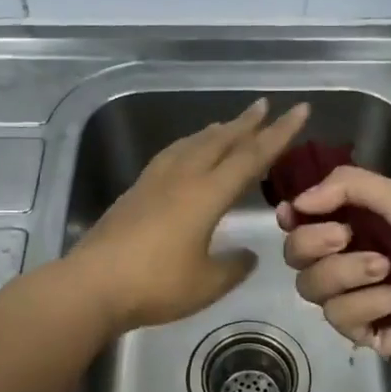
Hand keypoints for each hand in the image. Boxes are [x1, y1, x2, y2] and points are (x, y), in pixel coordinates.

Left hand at [68, 98, 309, 333]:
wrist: (92, 285)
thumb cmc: (155, 285)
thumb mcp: (207, 283)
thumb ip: (233, 267)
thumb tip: (248, 255)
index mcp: (206, 194)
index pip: (251, 157)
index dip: (278, 134)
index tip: (298, 111)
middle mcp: (182, 178)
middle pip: (219, 141)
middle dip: (245, 123)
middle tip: (264, 105)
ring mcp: (154, 183)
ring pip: (191, 145)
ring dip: (214, 132)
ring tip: (226, 125)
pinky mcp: (135, 193)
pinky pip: (170, 156)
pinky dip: (188, 146)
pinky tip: (184, 154)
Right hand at [277, 166, 390, 369]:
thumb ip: (347, 185)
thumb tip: (296, 203)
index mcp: (357, 224)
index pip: (303, 221)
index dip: (292, 217)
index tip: (292, 214)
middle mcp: (347, 258)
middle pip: (296, 254)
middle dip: (314, 242)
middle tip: (345, 236)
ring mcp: (353, 297)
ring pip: (311, 286)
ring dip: (348, 273)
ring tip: (388, 269)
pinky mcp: (362, 332)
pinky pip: (340, 315)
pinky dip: (372, 303)